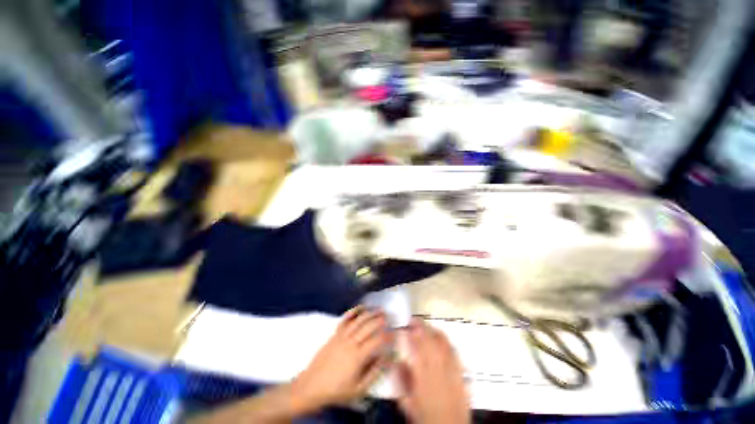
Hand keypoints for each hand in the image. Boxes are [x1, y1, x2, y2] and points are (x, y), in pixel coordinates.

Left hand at [291, 306, 392, 411]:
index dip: (388, 336)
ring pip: (359, 320)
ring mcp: (342, 335)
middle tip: (389, 316)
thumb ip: (374, 372)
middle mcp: (351, 342)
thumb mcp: (359, 389)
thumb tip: (387, 358)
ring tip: (379, 309)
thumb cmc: (337, 390)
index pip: (377, 340)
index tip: (394, 334)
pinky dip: (354, 311)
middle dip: (381, 319)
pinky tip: (362, 307)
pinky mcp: (335, 333)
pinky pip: (346, 319)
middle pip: (369, 326)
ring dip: (370, 313)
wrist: (312, 386)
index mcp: (358, 356)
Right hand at [395, 318, 469, 423]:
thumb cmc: (425, 416)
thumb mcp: (407, 402)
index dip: (413, 333)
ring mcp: (451, 370)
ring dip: (433, 331)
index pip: (418, 347)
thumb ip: (401, 380)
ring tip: (426, 326)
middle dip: (422, 327)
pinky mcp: (460, 373)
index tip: (406, 326)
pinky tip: (441, 337)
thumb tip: (397, 361)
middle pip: (430, 341)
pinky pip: (453, 351)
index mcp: (423, 376)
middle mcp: (438, 369)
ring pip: (442, 343)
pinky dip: (446, 341)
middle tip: (414, 320)